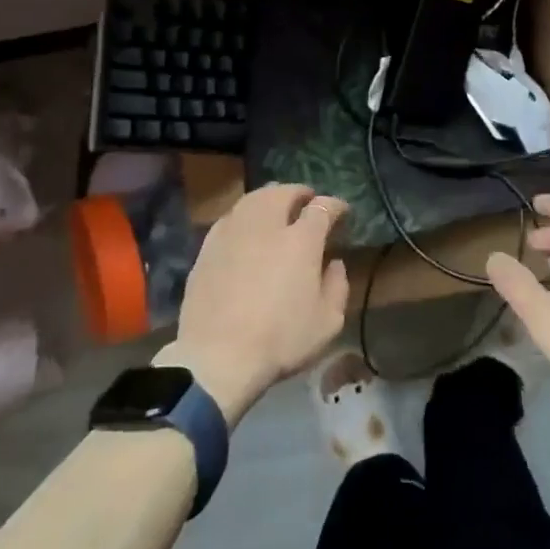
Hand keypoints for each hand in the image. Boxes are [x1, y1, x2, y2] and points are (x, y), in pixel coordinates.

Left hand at [161, 184, 349, 424]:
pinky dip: (245, 216)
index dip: (335, 205)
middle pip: (284, 192)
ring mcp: (233, 232)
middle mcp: (266, 225)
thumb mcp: (327, 322)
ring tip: (277, 209)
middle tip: (308, 202)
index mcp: (301, 239)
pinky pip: (231, 218)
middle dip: (300, 193)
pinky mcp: (207, 247)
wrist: (217, 356)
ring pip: (253, 199)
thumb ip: (337, 286)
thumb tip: (334, 263)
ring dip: (270, 198)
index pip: (322, 207)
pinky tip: (247, 229)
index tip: (341, 211)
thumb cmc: (280, 340)